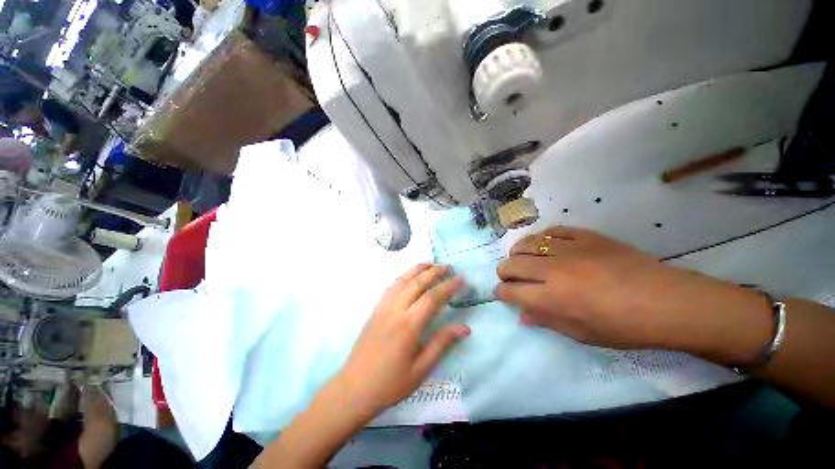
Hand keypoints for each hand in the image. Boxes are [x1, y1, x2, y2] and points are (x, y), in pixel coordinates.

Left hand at [335, 264, 468, 415]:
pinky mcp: (375, 309)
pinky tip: (409, 276)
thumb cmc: (390, 383)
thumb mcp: (421, 369)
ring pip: (402, 280)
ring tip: (431, 264)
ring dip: (418, 269)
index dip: (448, 286)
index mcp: (408, 326)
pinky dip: (403, 276)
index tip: (461, 279)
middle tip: (449, 267)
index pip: (432, 298)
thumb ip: (442, 344)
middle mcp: (395, 310)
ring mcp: (383, 307)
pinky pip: (391, 286)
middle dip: (434, 272)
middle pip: (417, 283)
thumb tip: (465, 328)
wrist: (354, 388)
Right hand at [495, 226, 773, 364]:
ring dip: (518, 253)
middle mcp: (553, 270)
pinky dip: (542, 238)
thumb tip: (521, 315)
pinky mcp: (585, 235)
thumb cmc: (624, 326)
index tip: (504, 294)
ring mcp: (569, 248)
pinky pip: (552, 231)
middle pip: (511, 263)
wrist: (667, 301)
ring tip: (524, 260)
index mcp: (552, 298)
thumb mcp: (582, 334)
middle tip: (512, 278)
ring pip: (526, 243)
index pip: (510, 290)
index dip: (502, 292)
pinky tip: (545, 246)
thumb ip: (546, 321)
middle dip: (504, 272)